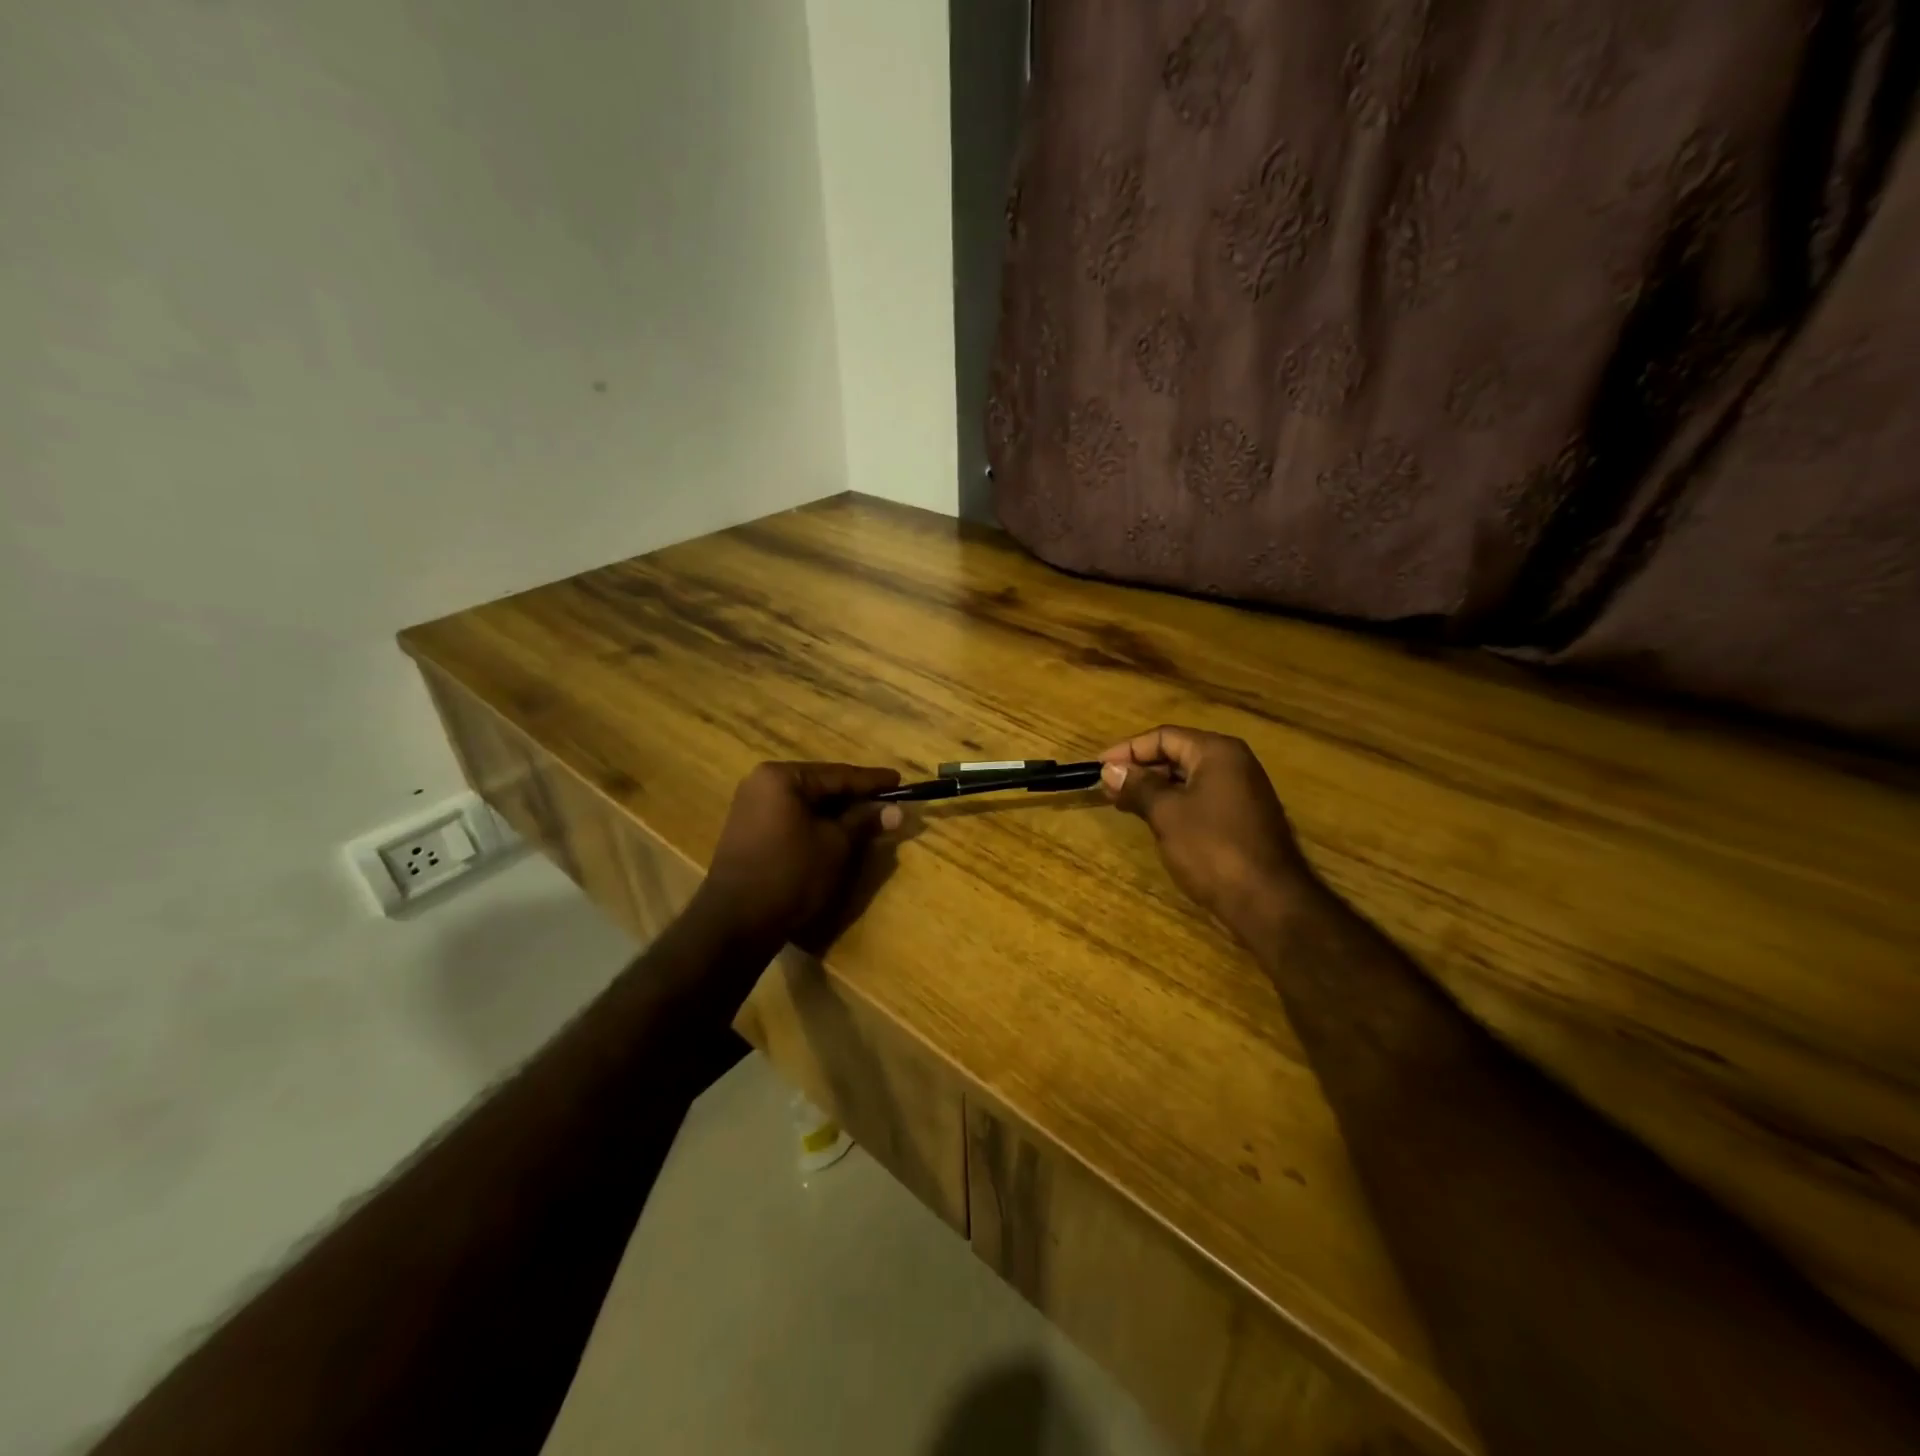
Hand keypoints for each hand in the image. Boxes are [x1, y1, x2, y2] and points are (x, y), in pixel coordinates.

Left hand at [692, 761, 902, 948]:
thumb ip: (864, 821)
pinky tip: (838, 833)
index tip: (900, 781)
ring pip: (806, 804)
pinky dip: (816, 824)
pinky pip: (792, 818)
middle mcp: (762, 783)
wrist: (737, 922)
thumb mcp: (836, 845)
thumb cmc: (791, 874)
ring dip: (837, 812)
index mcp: (781, 777)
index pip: (838, 774)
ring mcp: (751, 807)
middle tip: (888, 801)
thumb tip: (896, 810)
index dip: (872, 781)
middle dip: (854, 797)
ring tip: (869, 818)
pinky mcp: (749, 831)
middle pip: (821, 786)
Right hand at [1099, 726, 1316, 944]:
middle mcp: (1233, 764)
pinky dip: (1173, 803)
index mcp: (1217, 752)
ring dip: (1154, 788)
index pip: (1164, 736)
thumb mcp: (1167, 813)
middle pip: (1177, 754)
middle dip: (1139, 769)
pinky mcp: (1242, 818)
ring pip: (1188, 778)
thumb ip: (1138, 786)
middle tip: (1106, 787)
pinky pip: (1200, 799)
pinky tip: (1152, 820)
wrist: (1268, 901)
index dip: (1127, 750)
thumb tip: (1110, 770)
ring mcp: (1242, 792)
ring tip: (1122, 803)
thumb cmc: (1213, 848)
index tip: (1098, 767)